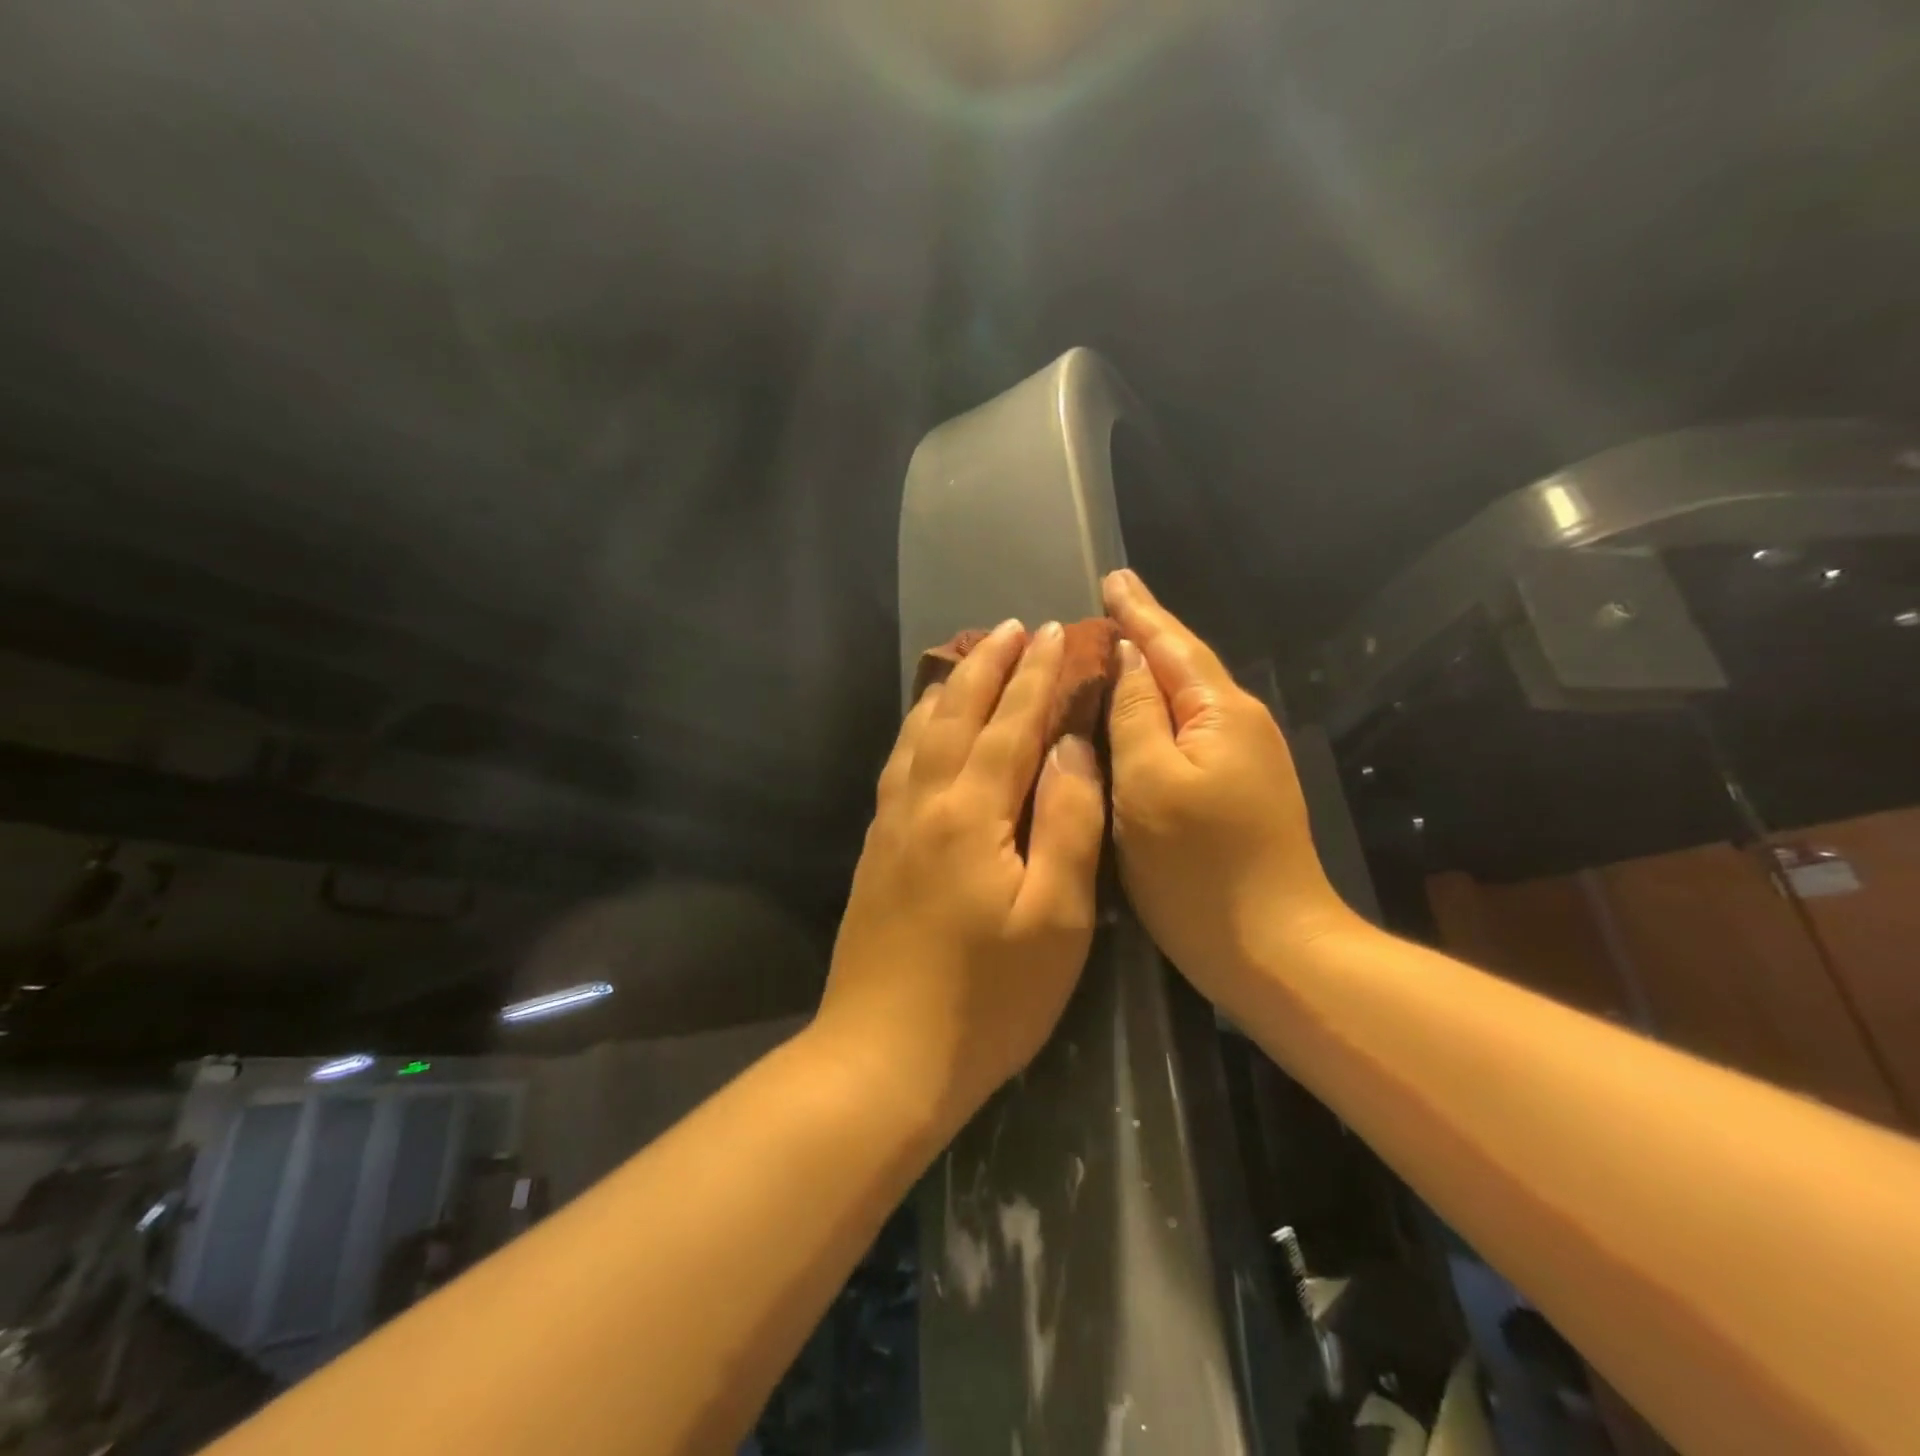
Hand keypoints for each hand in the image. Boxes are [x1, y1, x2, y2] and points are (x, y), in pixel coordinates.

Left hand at [815, 619, 1106, 1131]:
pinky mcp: (876, 850)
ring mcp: (891, 825)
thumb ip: (1067, 822)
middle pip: (955, 714)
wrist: (884, 1056)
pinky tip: (924, 730)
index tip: (1053, 633)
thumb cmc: (988, 998)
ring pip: (918, 734)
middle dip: (987, 665)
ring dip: (947, 689)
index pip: (1010, 724)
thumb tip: (1072, 747)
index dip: (1036, 676)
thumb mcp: (1055, 917)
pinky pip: (898, 765)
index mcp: (971, 813)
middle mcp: (923, 803)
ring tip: (967, 659)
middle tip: (1011, 626)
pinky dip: (916, 729)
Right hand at [1103, 569, 1353, 1000]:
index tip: (1112, 577)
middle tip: (1106, 607)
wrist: (1275, 950)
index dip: (1138, 612)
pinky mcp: (1238, 790)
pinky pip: (1190, 732)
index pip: (1172, 645)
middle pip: (1185, 666)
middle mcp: (1241, 725)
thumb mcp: (1150, 784)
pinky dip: (1159, 713)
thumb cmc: (1200, 868)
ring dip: (1151, 672)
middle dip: (1146, 634)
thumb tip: (1129, 660)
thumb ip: (1136, 715)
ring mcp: (1245, 760)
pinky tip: (1138, 716)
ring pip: (1187, 700)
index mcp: (1221, 713)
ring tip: (1114, 650)